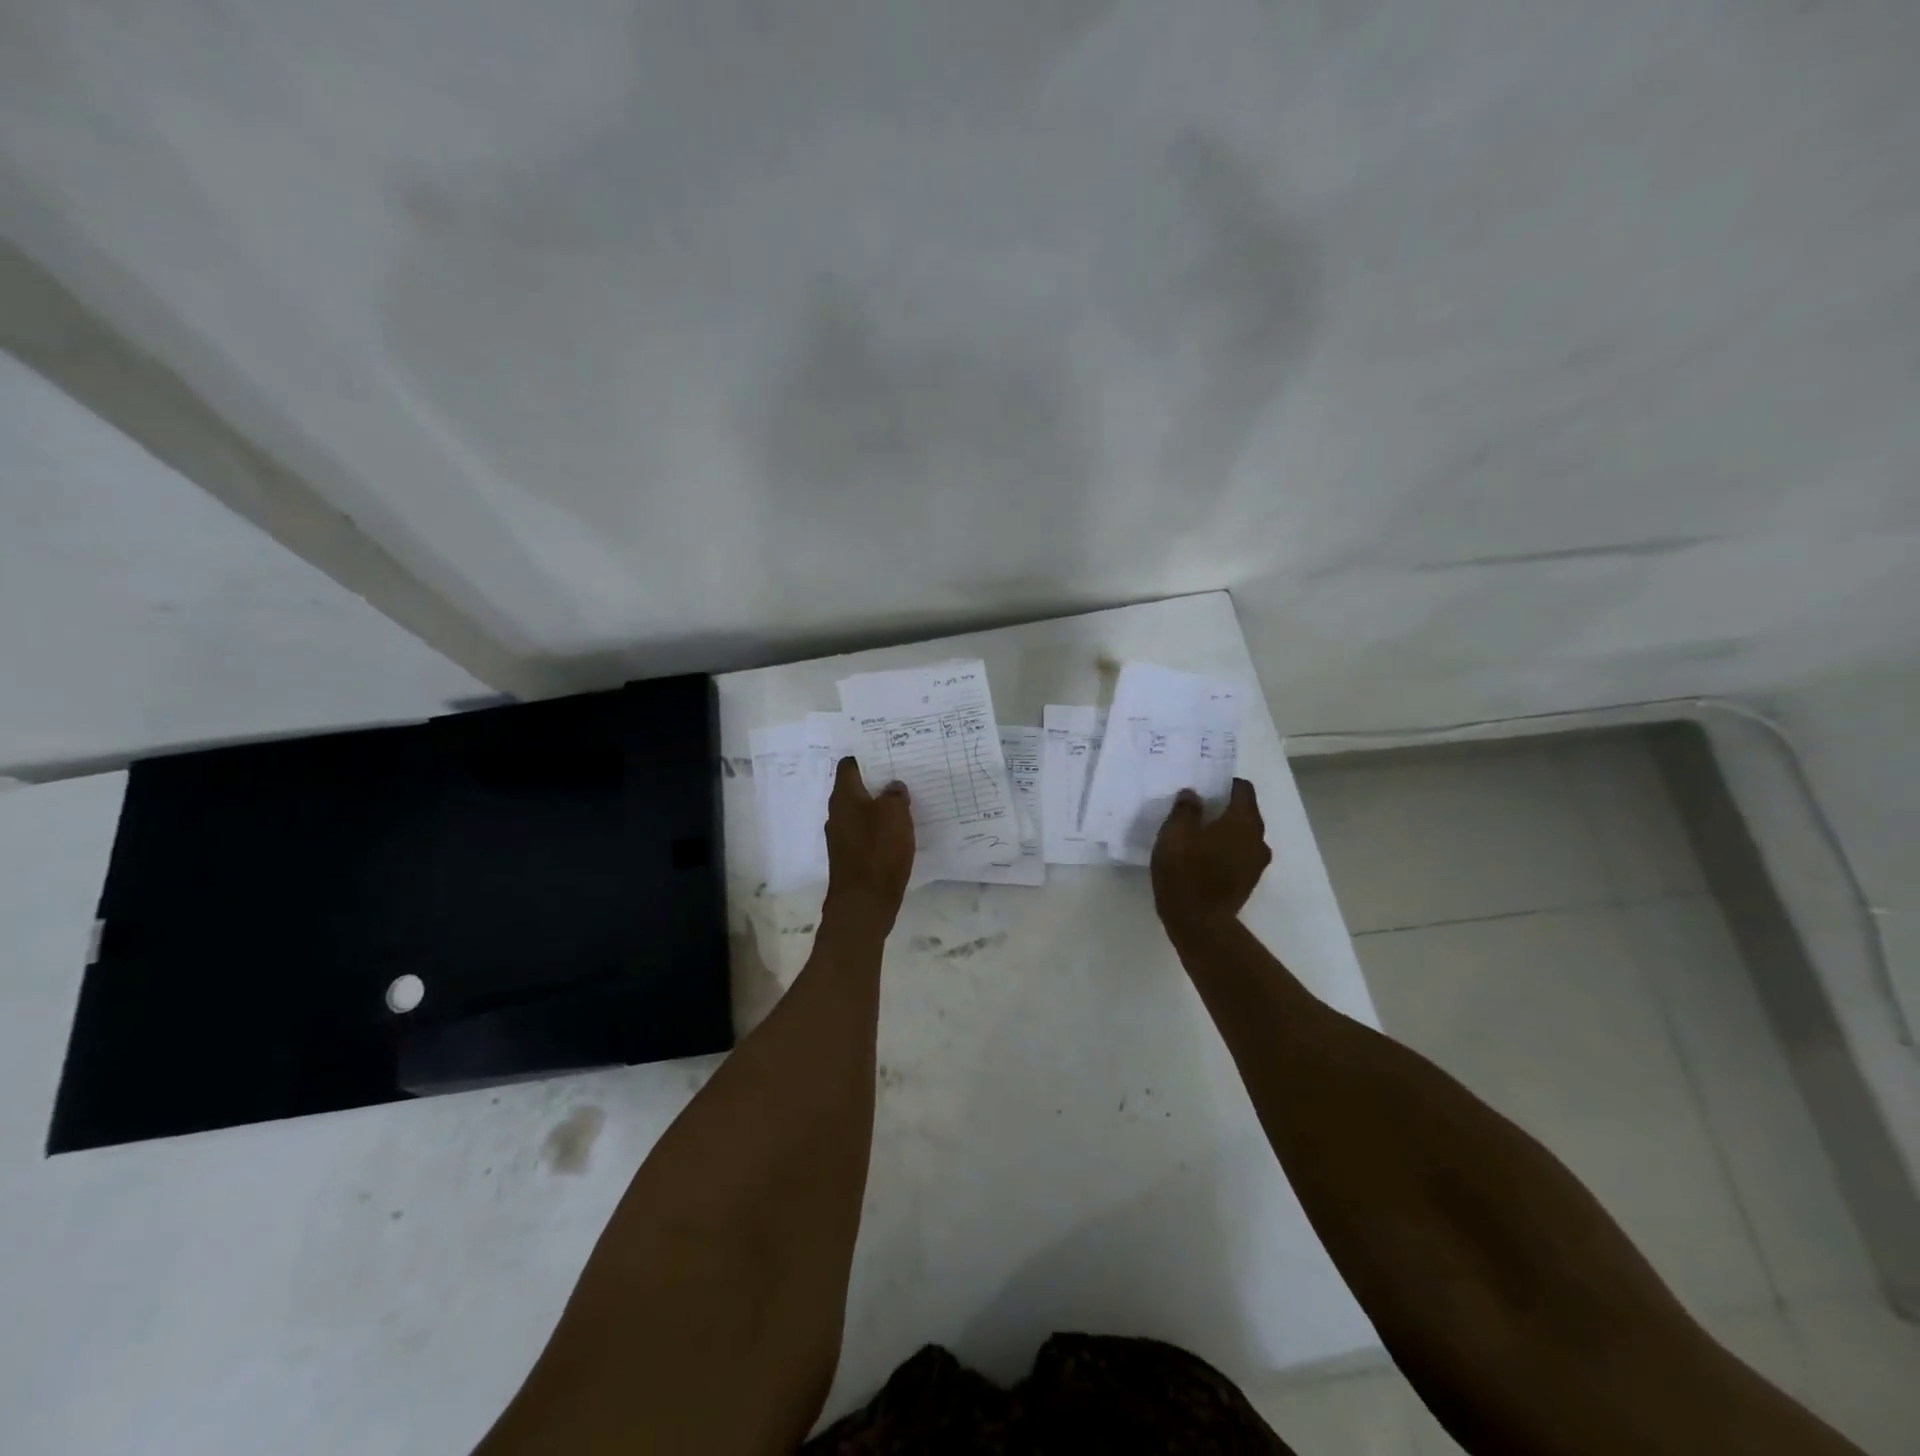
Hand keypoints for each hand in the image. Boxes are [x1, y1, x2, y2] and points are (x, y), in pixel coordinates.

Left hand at [823, 757, 914, 927]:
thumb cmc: (878, 852)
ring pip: (862, 812)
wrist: (864, 904)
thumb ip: (895, 795)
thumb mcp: (895, 815)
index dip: (867, 757)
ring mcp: (842, 837)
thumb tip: (893, 786)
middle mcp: (837, 814)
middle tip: (903, 775)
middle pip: (856, 789)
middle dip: (877, 782)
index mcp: (844, 797)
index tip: (887, 752)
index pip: (849, 766)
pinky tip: (900, 832)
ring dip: (880, 807)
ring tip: (906, 802)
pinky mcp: (851, 857)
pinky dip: (880, 829)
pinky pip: (866, 833)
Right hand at [1151, 778, 1271, 935]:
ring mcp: (1256, 862)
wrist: (1199, 923)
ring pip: (1243, 835)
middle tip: (1197, 808)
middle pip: (1245, 812)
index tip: (1205, 785)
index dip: (1225, 783)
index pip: (1243, 789)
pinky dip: (1226, 849)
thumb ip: (1185, 810)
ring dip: (1226, 830)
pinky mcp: (1249, 881)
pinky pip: (1239, 854)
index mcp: (1243, 821)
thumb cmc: (1185, 872)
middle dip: (1224, 807)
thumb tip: (1193, 794)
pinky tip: (1204, 856)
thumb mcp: (1175, 835)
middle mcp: (1257, 838)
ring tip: (1199, 833)